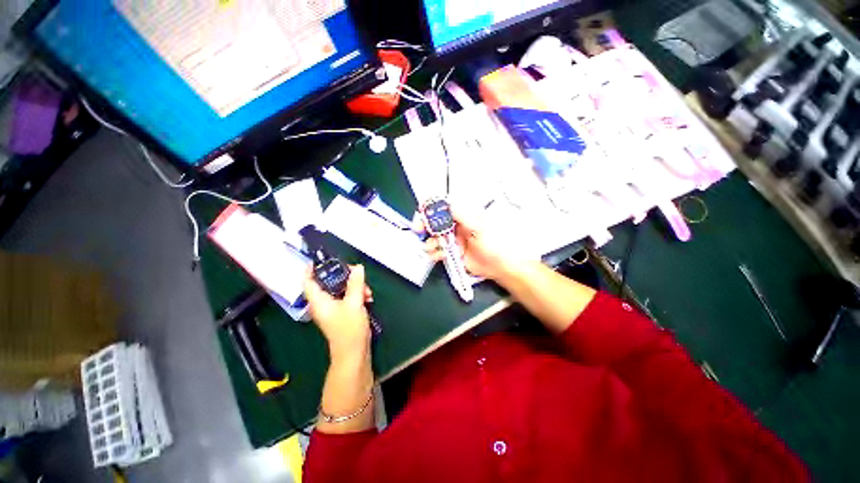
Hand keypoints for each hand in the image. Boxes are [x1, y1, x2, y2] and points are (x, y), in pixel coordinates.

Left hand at [304, 265, 372, 358]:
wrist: (354, 353)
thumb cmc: (349, 329)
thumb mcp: (354, 302)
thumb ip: (355, 283)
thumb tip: (358, 267)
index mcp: (319, 300)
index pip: (308, 281)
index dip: (311, 268)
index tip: (321, 259)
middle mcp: (324, 303)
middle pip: (330, 282)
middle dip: (346, 277)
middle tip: (359, 275)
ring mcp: (334, 308)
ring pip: (342, 289)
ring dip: (356, 286)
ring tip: (368, 292)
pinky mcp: (343, 312)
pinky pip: (348, 297)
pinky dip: (358, 294)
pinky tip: (368, 298)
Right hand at [415, 206, 526, 281]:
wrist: (501, 266)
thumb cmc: (495, 242)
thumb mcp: (479, 226)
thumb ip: (461, 215)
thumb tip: (445, 203)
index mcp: (463, 214)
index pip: (443, 206)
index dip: (431, 207)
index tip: (422, 212)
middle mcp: (456, 225)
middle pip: (434, 221)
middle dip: (424, 225)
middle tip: (418, 230)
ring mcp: (452, 239)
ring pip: (433, 237)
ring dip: (429, 241)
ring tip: (431, 247)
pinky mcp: (451, 252)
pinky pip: (437, 250)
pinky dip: (434, 253)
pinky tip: (438, 256)